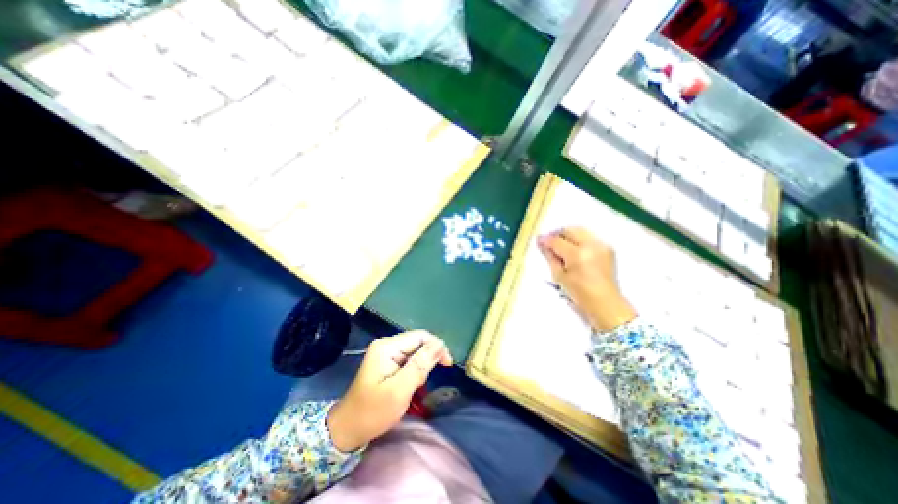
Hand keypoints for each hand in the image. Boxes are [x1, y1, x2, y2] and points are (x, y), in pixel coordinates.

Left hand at [327, 332, 452, 449]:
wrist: (347, 430)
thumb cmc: (372, 412)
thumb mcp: (399, 390)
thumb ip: (420, 365)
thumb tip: (440, 344)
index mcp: (387, 346)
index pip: (420, 336)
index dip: (437, 346)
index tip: (447, 365)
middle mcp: (387, 344)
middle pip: (418, 342)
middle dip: (427, 360)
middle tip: (423, 382)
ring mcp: (386, 353)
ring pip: (415, 352)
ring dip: (421, 367)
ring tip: (415, 386)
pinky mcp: (387, 362)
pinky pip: (409, 360)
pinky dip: (415, 371)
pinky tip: (411, 384)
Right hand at [536, 226, 633, 329]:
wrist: (606, 304)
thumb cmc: (580, 294)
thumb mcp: (560, 277)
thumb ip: (551, 257)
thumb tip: (543, 245)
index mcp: (578, 255)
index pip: (557, 241)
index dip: (546, 240)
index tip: (538, 241)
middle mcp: (591, 246)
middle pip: (570, 230)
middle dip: (557, 234)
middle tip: (549, 242)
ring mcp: (601, 246)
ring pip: (580, 231)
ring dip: (568, 235)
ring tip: (561, 245)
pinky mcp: (607, 248)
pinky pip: (589, 237)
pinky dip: (579, 239)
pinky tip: (574, 250)